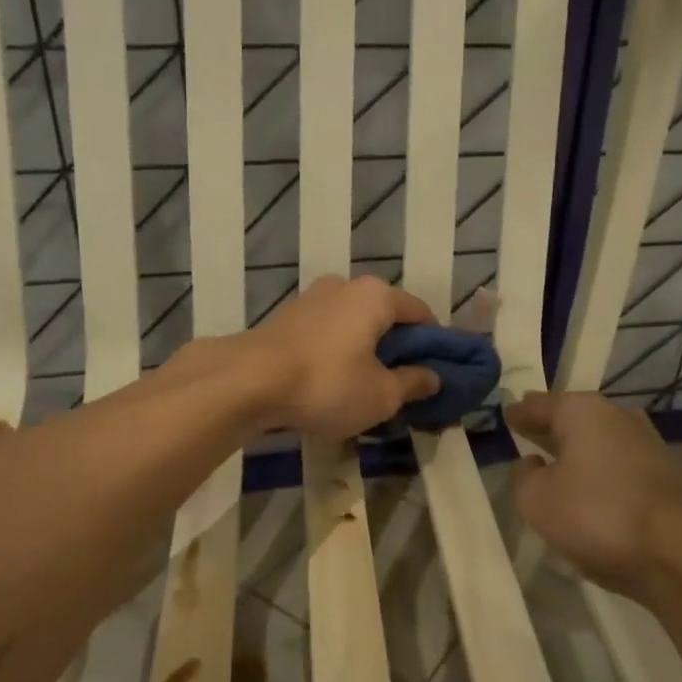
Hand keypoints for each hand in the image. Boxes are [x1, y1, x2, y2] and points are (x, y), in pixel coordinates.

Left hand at [243, 275, 441, 438]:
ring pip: (353, 324)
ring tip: (363, 387)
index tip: (435, 372)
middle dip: (396, 347)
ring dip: (364, 350)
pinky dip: (336, 352)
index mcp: (376, 295)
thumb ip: (412, 383)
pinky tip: (330, 382)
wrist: (246, 382)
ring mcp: (312, 298)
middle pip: (385, 316)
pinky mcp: (286, 317)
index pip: (421, 313)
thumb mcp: (381, 395)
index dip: (434, 343)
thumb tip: (433, 377)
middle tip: (400, 384)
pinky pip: (326, 333)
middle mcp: (345, 286)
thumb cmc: (327, 383)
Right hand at [507, 391, 681, 602]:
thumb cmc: (598, 513)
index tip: (506, 415)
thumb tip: (530, 464)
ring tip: (555, 464)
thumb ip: (524, 478)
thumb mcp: (537, 500)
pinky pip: (618, 468)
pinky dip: (599, 474)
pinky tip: (589, 492)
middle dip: (549, 428)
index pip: (540, 405)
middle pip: (573, 419)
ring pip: (599, 443)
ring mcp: (647, 445)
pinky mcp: (665, 477)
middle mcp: (617, 417)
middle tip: (527, 432)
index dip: (520, 413)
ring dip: (577, 453)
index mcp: (582, 411)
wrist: (681, 550)